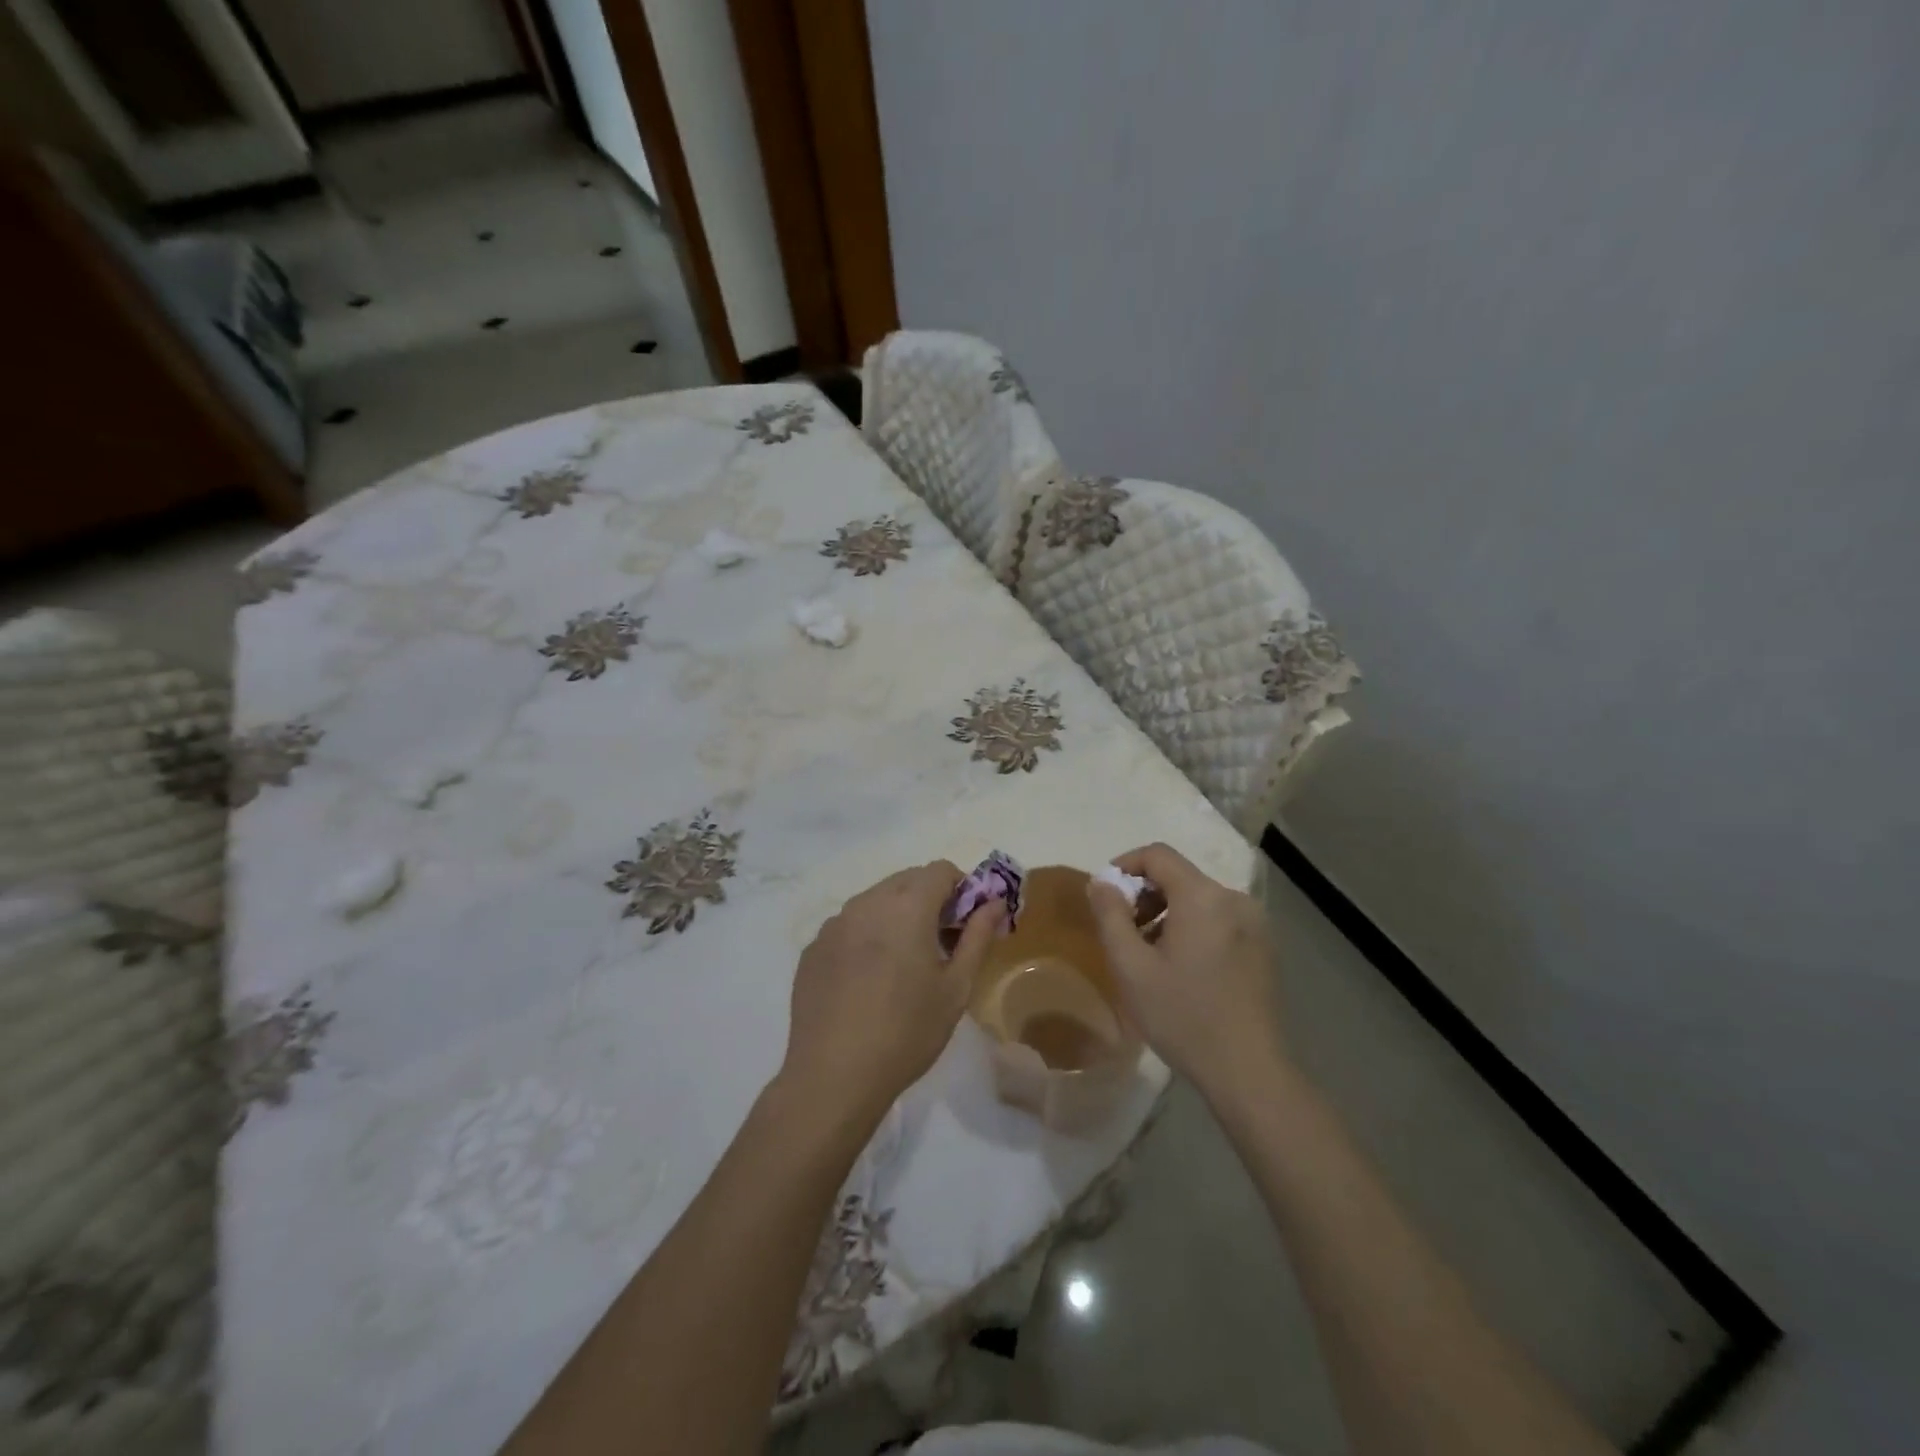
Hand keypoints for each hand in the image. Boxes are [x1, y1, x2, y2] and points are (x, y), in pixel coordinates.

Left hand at [779, 862, 1003, 1128]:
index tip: (966, 923)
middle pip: (907, 880)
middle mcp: (867, 902)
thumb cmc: (906, 1032)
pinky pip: (849, 926)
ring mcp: (834, 924)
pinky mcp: (813, 948)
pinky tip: (867, 981)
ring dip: (897, 915)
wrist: (833, 1076)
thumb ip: (978, 937)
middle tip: (940, 944)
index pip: (940, 869)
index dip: (961, 888)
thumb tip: (995, 903)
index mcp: (906, 906)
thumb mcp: (955, 989)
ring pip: (876, 900)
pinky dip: (866, 936)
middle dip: (930, 900)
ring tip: (902, 965)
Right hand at [1086, 843, 1287, 1104]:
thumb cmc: (1183, 1016)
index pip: (1158, 855)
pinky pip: (1219, 919)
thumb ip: (1110, 916)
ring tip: (1151, 955)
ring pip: (1200, 899)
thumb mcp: (1131, 967)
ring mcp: (1255, 923)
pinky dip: (1194, 928)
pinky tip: (1184, 969)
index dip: (1125, 865)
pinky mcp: (1264, 947)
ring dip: (1168, 914)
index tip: (1106, 895)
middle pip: (1180, 877)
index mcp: (1203, 897)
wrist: (1249, 1071)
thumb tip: (1100, 882)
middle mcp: (1234, 899)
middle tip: (1125, 933)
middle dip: (1145, 896)